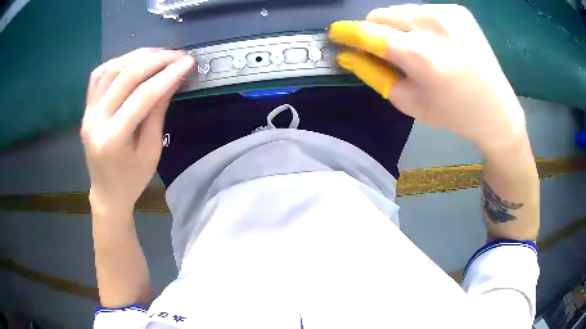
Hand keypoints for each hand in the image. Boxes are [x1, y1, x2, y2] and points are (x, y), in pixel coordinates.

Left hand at [81, 48, 194, 213]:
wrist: (107, 193)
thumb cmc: (132, 179)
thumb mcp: (151, 151)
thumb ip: (157, 113)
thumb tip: (171, 80)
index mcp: (113, 139)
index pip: (143, 96)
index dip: (168, 75)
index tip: (188, 62)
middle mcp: (95, 121)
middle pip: (125, 76)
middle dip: (155, 60)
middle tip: (178, 54)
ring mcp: (88, 113)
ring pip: (110, 69)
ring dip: (137, 56)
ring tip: (159, 54)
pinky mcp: (86, 109)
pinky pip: (99, 75)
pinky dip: (118, 62)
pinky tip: (133, 61)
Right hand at [328, 4, 527, 149]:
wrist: (497, 109)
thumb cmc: (453, 114)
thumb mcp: (409, 102)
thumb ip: (373, 75)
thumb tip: (347, 54)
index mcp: (422, 56)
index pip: (369, 33)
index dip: (347, 32)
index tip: (335, 34)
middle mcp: (434, 26)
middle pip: (382, 15)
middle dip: (374, 30)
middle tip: (384, 50)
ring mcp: (448, 13)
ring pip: (401, 10)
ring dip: (397, 26)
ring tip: (416, 48)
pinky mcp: (458, 10)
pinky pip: (422, 10)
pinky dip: (418, 24)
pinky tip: (435, 42)